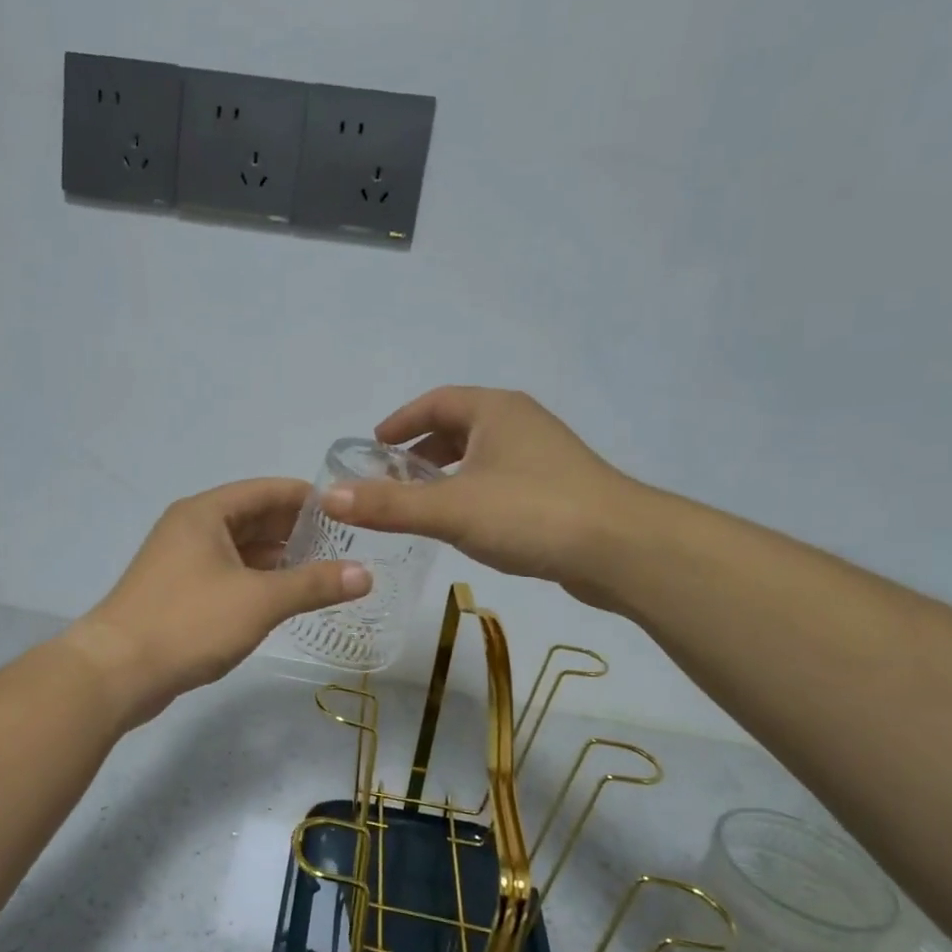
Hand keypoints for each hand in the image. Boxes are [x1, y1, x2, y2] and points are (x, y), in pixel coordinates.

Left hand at [62, 478, 371, 725]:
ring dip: (278, 559)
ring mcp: (181, 561)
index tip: (348, 512)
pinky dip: (257, 581)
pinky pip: (228, 574)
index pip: (267, 491)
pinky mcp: (178, 592)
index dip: (308, 499)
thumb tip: (366, 574)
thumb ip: (313, 584)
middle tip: (345, 547)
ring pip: (241, 549)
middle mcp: (192, 528)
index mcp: (206, 513)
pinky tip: (285, 598)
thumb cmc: (189, 622)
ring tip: (324, 573)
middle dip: (297, 531)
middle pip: (254, 518)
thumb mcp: (259, 601)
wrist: (116, 672)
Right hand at [321, 386, 646, 609]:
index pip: (436, 401)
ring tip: (421, 501)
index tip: (374, 443)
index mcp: (495, 411)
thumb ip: (388, 504)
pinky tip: (466, 523)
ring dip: (449, 471)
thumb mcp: (451, 509)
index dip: (401, 419)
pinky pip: (501, 479)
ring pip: (482, 454)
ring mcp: (544, 455)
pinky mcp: (558, 489)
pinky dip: (473, 491)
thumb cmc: (532, 513)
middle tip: (391, 475)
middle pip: (460, 425)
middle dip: (423, 448)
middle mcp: (521, 423)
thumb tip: (329, 496)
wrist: (622, 549)